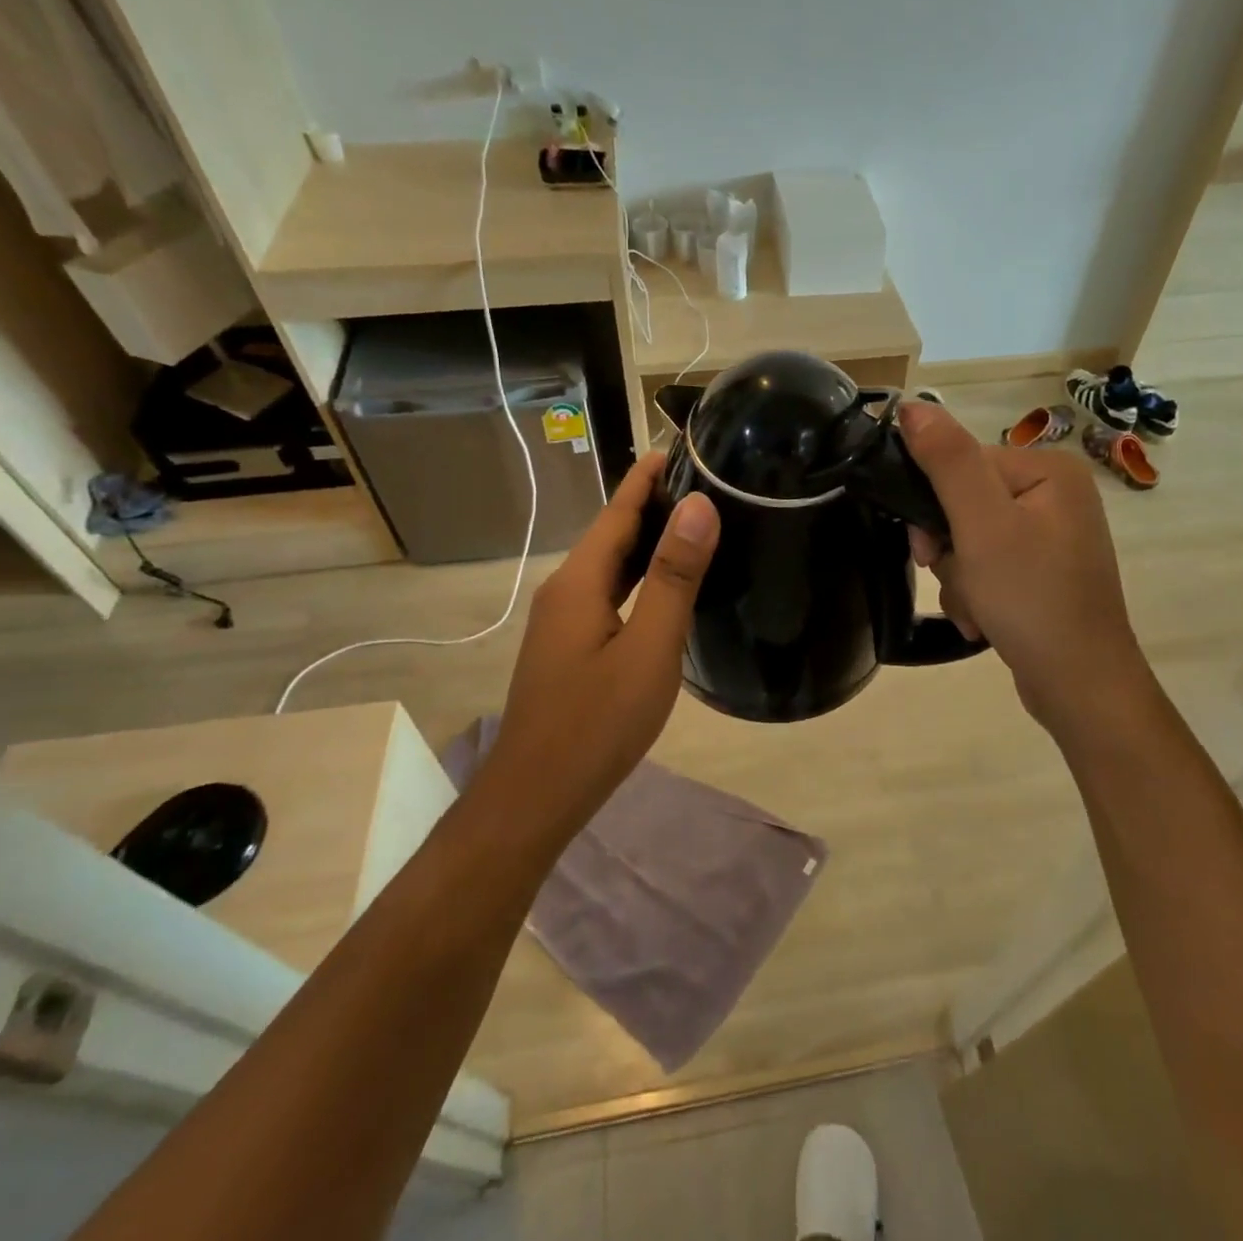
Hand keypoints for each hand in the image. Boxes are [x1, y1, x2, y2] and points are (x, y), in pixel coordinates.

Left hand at [483, 452, 717, 832]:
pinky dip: (639, 577)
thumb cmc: (597, 723)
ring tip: (695, 523)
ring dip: (648, 541)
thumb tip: (699, 507)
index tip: (684, 446)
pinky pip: (609, 594)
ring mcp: (563, 621)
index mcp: (580, 581)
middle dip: (654, 503)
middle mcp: (566, 590)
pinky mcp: (570, 647)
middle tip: (707, 482)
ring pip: (611, 566)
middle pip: (613, 533)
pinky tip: (665, 587)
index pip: (618, 510)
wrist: (536, 796)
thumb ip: (673, 577)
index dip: (649, 476)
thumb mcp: (649, 649)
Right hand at [898, 400, 1145, 736]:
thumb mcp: (982, 525)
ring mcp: (1051, 537)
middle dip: (950, 551)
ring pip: (970, 542)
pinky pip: (989, 568)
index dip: (935, 507)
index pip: (963, 465)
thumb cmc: (1031, 598)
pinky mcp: (1043, 573)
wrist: (1080, 686)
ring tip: (978, 610)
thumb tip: (912, 405)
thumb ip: (947, 461)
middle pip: (964, 505)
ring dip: (960, 578)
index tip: (928, 548)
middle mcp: (1055, 496)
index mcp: (1048, 470)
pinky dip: (977, 594)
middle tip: (961, 582)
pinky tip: (985, 621)